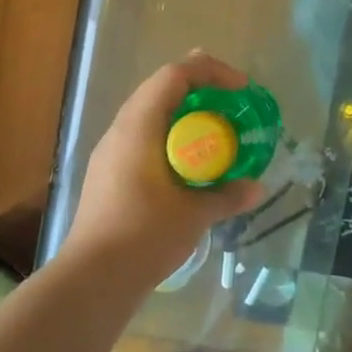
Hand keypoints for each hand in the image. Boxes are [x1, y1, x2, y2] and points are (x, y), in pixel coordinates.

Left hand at [64, 52, 267, 291]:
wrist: (94, 278)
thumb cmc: (145, 236)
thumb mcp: (194, 214)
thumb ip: (226, 196)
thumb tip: (257, 188)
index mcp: (138, 127)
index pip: (174, 76)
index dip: (211, 72)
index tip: (242, 89)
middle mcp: (120, 131)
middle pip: (160, 90)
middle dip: (200, 91)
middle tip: (233, 105)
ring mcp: (110, 154)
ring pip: (151, 116)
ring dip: (185, 117)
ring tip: (217, 133)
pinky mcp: (109, 175)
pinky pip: (144, 140)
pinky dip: (172, 140)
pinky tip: (190, 166)